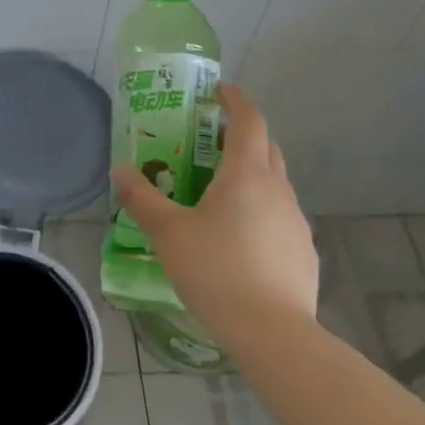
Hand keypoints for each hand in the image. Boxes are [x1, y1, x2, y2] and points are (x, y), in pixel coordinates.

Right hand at [110, 84, 317, 333]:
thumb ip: (141, 198)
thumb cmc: (216, 271)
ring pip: (275, 183)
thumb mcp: (167, 233)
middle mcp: (277, 189)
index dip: (235, 99)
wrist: (272, 333)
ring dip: (252, 175)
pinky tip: (241, 239)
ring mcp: (296, 222)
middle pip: (266, 147)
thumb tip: (120, 170)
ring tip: (220, 193)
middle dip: (242, 134)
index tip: (219, 91)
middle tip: (210, 140)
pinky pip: (280, 217)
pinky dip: (261, 211)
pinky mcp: (303, 252)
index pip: (249, 120)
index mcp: (246, 174)